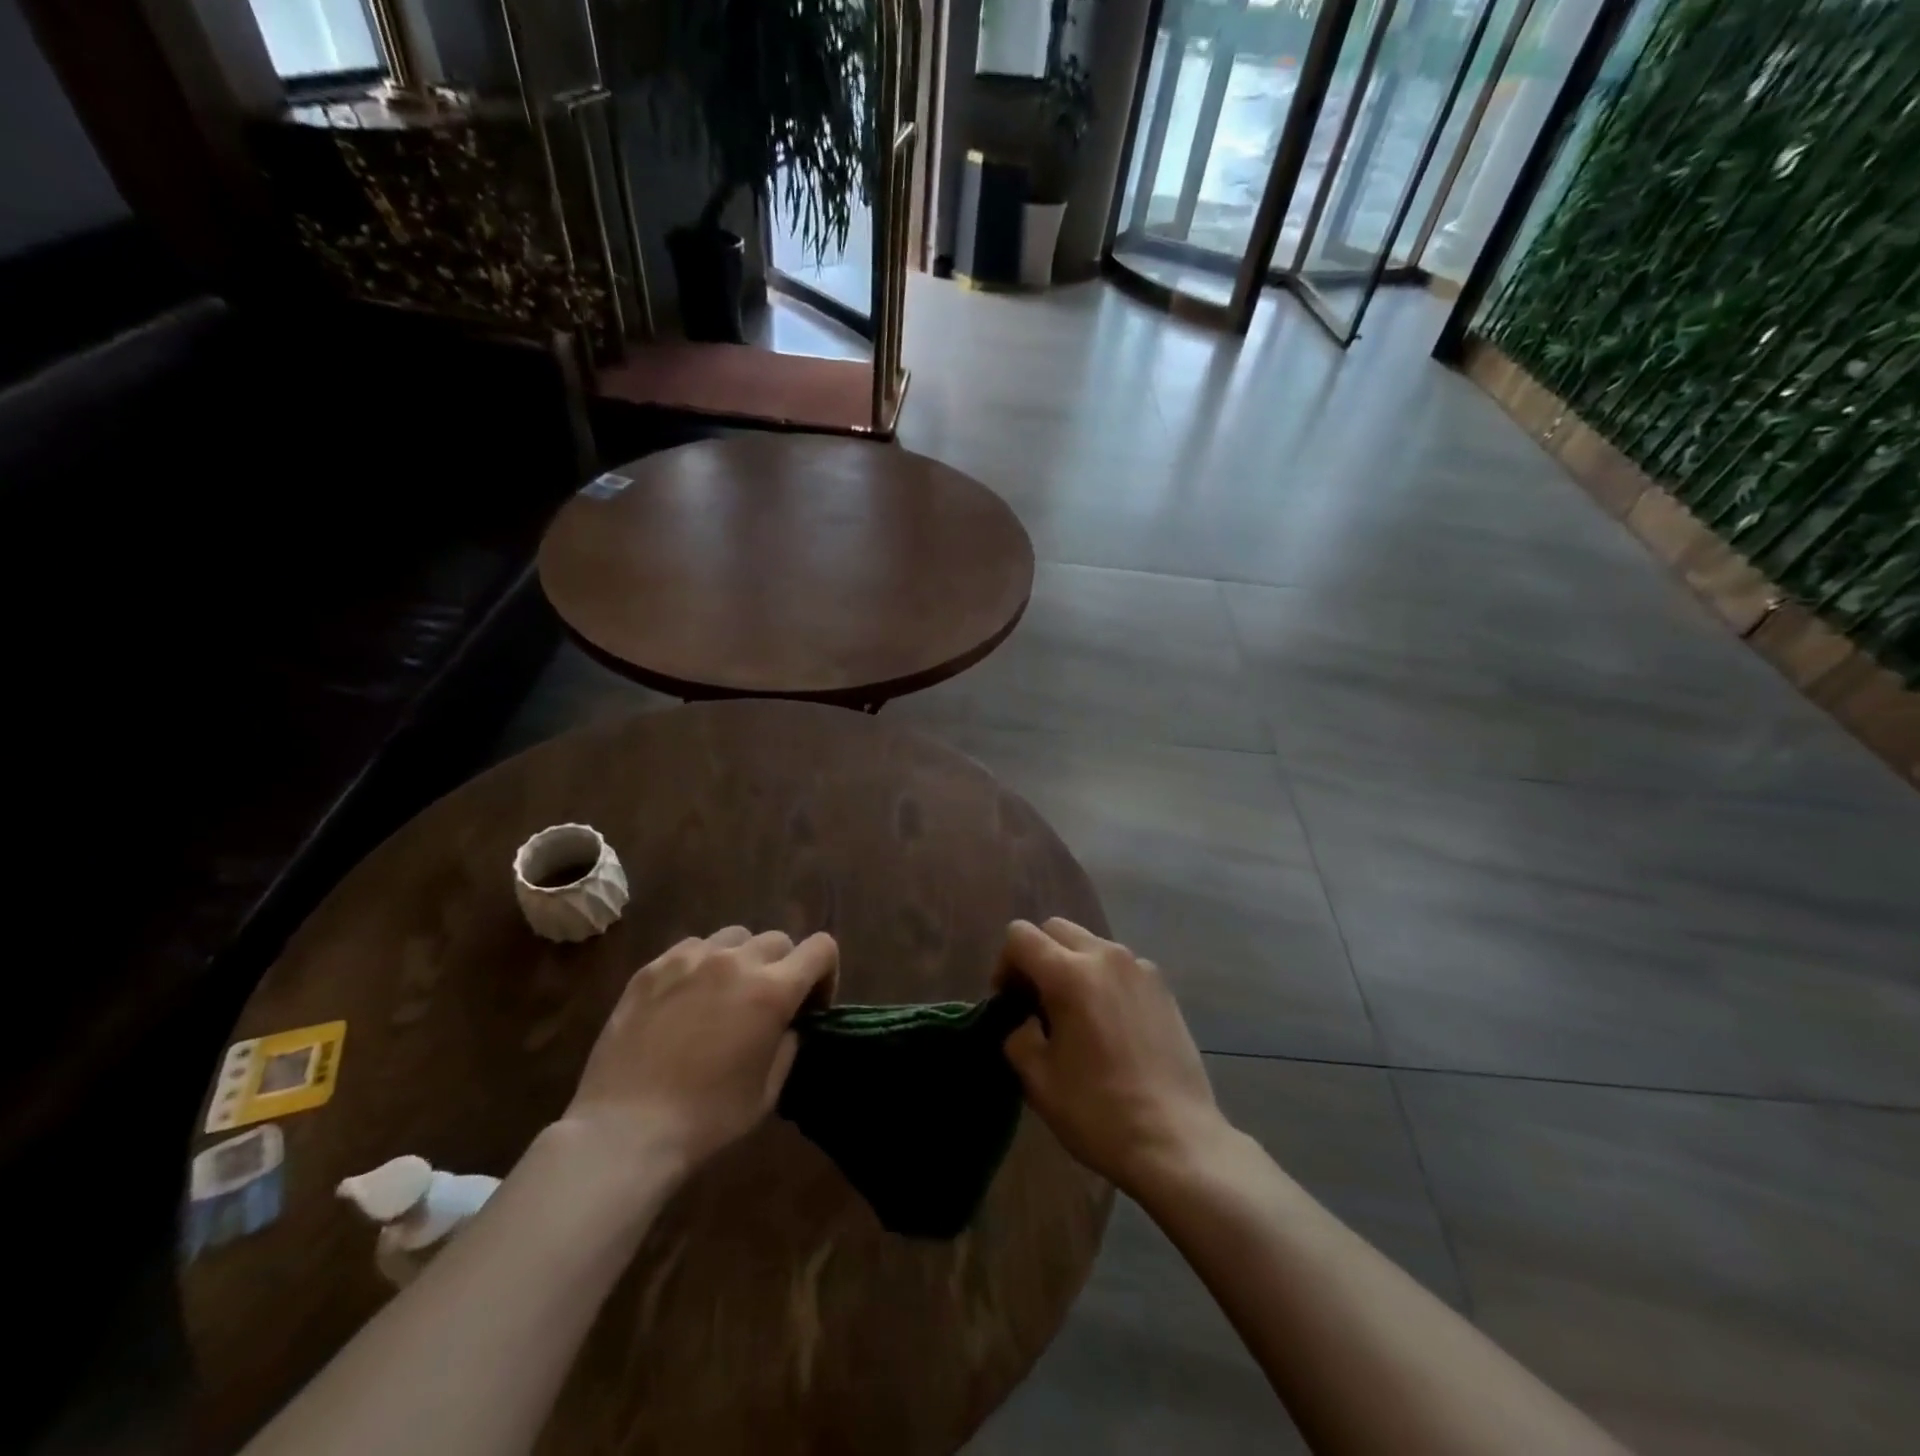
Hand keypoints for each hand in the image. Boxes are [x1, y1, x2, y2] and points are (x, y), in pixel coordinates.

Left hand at [562, 928, 837, 1176]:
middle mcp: (736, 962)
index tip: (810, 1006)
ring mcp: (691, 959)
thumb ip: (788, 1045)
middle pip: (778, 940)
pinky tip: (686, 998)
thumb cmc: (707, 1118)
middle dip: (783, 968)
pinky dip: (701, 964)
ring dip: (742, 959)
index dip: (825, 973)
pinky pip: (692, 948)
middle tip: (766, 1006)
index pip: (821, 948)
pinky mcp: (652, 968)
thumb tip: (788, 1025)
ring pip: (734, 937)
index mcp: (773, 990)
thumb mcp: (768, 1091)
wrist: (625, 1130)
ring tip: (725, 995)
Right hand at [994, 918, 1226, 1195]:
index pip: (1020, 936)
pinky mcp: (1163, 988)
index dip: (1004, 964)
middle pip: (1056, 929)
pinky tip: (1110, 1025)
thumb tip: (1024, 1021)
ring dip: (1072, 966)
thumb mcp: (1038, 1079)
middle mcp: (1106, 957)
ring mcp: (1140, 969)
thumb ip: (1018, 1035)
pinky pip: (1120, 966)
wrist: (1176, 1140)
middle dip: (1038, 957)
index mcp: (1069, 974)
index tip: (1009, 1002)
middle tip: (1036, 1003)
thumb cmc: (1098, 1111)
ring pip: (1091, 944)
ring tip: (1075, 1015)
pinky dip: (1104, 980)